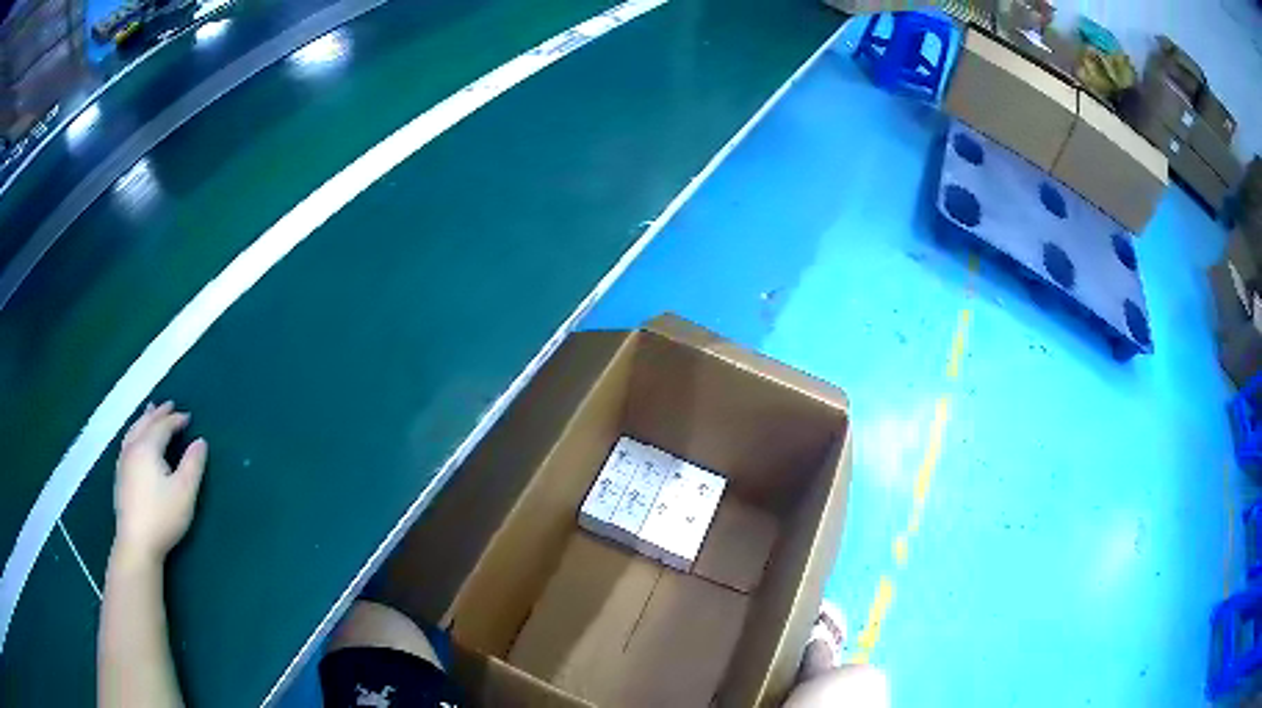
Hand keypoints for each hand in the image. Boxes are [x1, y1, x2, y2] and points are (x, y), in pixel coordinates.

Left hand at [113, 402, 207, 565]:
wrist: (137, 542)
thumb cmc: (162, 516)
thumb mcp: (184, 492)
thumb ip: (193, 465)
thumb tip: (201, 442)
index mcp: (148, 447)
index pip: (163, 426)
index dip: (176, 420)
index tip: (188, 416)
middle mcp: (133, 448)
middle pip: (145, 423)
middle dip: (158, 413)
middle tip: (169, 404)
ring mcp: (123, 462)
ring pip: (133, 431)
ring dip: (144, 420)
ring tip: (149, 413)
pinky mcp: (120, 476)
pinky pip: (127, 442)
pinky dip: (135, 432)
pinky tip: (135, 440)